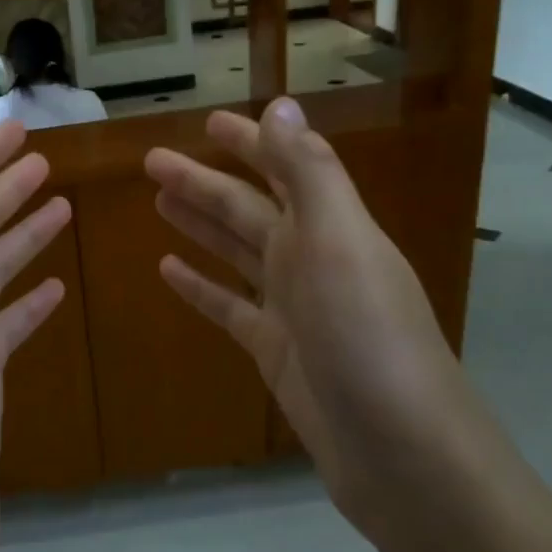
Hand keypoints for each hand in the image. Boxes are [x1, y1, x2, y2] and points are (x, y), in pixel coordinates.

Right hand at [144, 98, 474, 537]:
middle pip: (248, 209)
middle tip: (152, 163)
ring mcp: (293, 308)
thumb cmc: (366, 336)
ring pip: (235, 252)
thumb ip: (309, 171)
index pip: (285, 167)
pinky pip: (229, 306)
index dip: (250, 142)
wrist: (398, 449)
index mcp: (330, 226)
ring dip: (200, 225)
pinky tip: (168, 270)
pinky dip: (200, 286)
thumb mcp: (339, 241)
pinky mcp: (274, 351)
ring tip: (158, 203)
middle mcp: (312, 259)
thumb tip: (281, 102)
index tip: (207, 122)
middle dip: (203, 182)